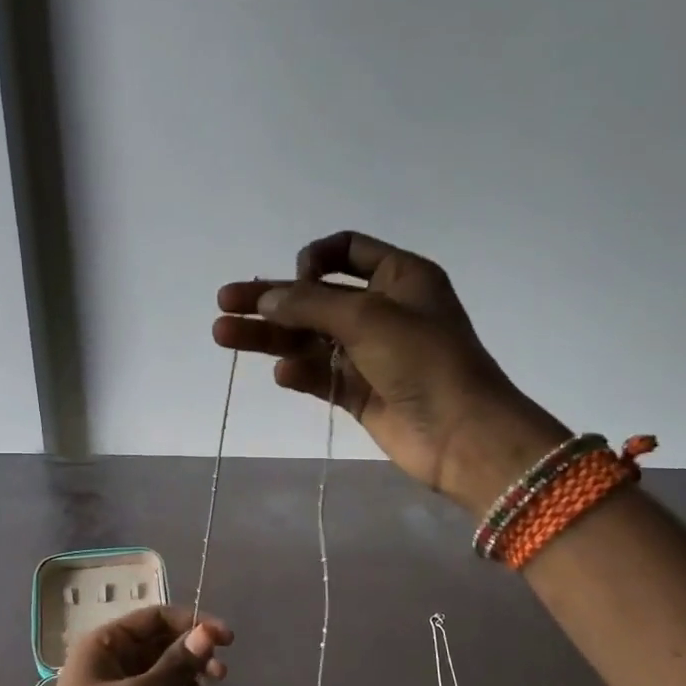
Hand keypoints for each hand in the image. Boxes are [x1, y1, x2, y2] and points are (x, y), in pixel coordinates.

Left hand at [17, 606, 231, 685]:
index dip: (193, 623)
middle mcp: (115, 663)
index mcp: (108, 643)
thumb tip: (208, 632)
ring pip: (166, 681)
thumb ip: (176, 665)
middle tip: (220, 677)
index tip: (226, 640)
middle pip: (165, 649)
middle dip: (195, 661)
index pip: (157, 618)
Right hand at [214, 231, 569, 514]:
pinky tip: (283, 375)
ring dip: (270, 336)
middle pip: (316, 297)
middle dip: (271, 299)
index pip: (346, 250)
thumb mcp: (367, 317)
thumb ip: (310, 304)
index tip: (295, 280)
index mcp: (399, 277)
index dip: (313, 259)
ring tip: (223, 334)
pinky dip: (300, 372)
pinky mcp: (360, 392)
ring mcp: (370, 353)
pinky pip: (321, 375)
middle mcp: (383, 310)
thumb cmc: (424, 360)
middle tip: (224, 303)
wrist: (463, 435)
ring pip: (310, 338)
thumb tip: (264, 299)